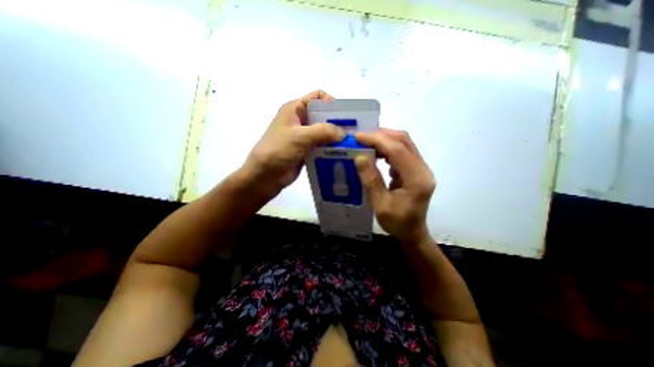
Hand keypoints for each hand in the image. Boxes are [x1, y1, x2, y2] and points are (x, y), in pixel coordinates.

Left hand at [244, 89, 346, 196]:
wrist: (264, 176)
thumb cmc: (278, 151)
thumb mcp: (300, 137)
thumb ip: (323, 132)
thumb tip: (344, 133)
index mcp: (295, 109)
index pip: (317, 97)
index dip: (332, 103)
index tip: (346, 116)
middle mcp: (300, 120)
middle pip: (323, 116)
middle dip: (338, 123)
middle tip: (353, 133)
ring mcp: (304, 137)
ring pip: (324, 133)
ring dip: (336, 138)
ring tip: (351, 145)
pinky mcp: (306, 150)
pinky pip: (322, 146)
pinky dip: (331, 149)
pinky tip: (342, 154)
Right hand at [356, 130, 435, 242]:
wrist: (412, 232)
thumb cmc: (397, 223)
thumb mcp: (380, 205)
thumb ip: (371, 181)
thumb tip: (360, 156)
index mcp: (416, 180)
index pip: (397, 150)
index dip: (377, 140)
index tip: (357, 137)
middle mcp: (423, 169)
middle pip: (404, 141)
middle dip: (380, 135)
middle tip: (360, 138)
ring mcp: (421, 168)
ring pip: (404, 144)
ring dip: (384, 140)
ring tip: (366, 144)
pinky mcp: (416, 169)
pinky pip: (402, 151)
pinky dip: (387, 148)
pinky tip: (376, 154)